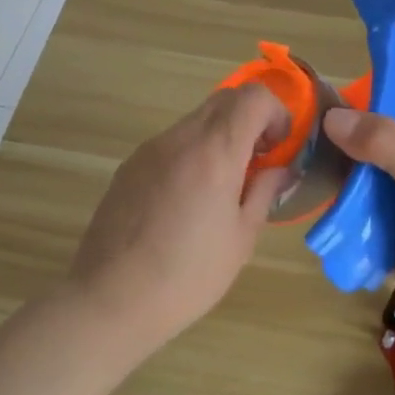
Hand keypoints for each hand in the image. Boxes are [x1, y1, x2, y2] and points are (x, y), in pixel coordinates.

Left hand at [64, 84, 289, 355]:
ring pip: (195, 121)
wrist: (112, 298)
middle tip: (258, 162)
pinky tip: (188, 200)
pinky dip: (192, 153)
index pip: (253, 97)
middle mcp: (179, 139)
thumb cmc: (189, 276)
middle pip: (224, 100)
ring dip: (220, 137)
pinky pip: (171, 144)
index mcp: (214, 153)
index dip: (277, 112)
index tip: (279, 147)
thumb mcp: (241, 238)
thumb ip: (264, 192)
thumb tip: (282, 169)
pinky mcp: (129, 166)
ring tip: (223, 186)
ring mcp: (149, 150)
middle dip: (250, 120)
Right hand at [323, 108, 394, 361]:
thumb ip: (385, 144)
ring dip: (342, 198)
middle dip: (347, 158)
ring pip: (370, 202)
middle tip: (300, 148)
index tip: (326, 107)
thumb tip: (332, 115)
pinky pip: (367, 239)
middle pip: (381, 163)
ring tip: (299, 183)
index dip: (371, 114)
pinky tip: (317, 224)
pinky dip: (346, 234)